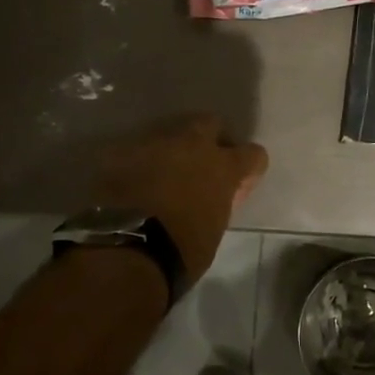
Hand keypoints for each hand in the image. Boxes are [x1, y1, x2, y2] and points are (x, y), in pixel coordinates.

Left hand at [96, 115, 267, 280]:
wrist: (127, 249)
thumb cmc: (182, 250)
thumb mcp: (214, 229)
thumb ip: (217, 203)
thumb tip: (209, 201)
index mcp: (224, 168)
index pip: (253, 154)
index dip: (248, 168)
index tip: (239, 185)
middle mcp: (193, 145)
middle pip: (210, 124)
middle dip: (209, 140)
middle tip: (201, 167)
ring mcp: (155, 143)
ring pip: (170, 135)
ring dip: (171, 152)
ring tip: (161, 179)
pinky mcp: (122, 150)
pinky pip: (137, 151)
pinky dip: (139, 165)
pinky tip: (132, 186)